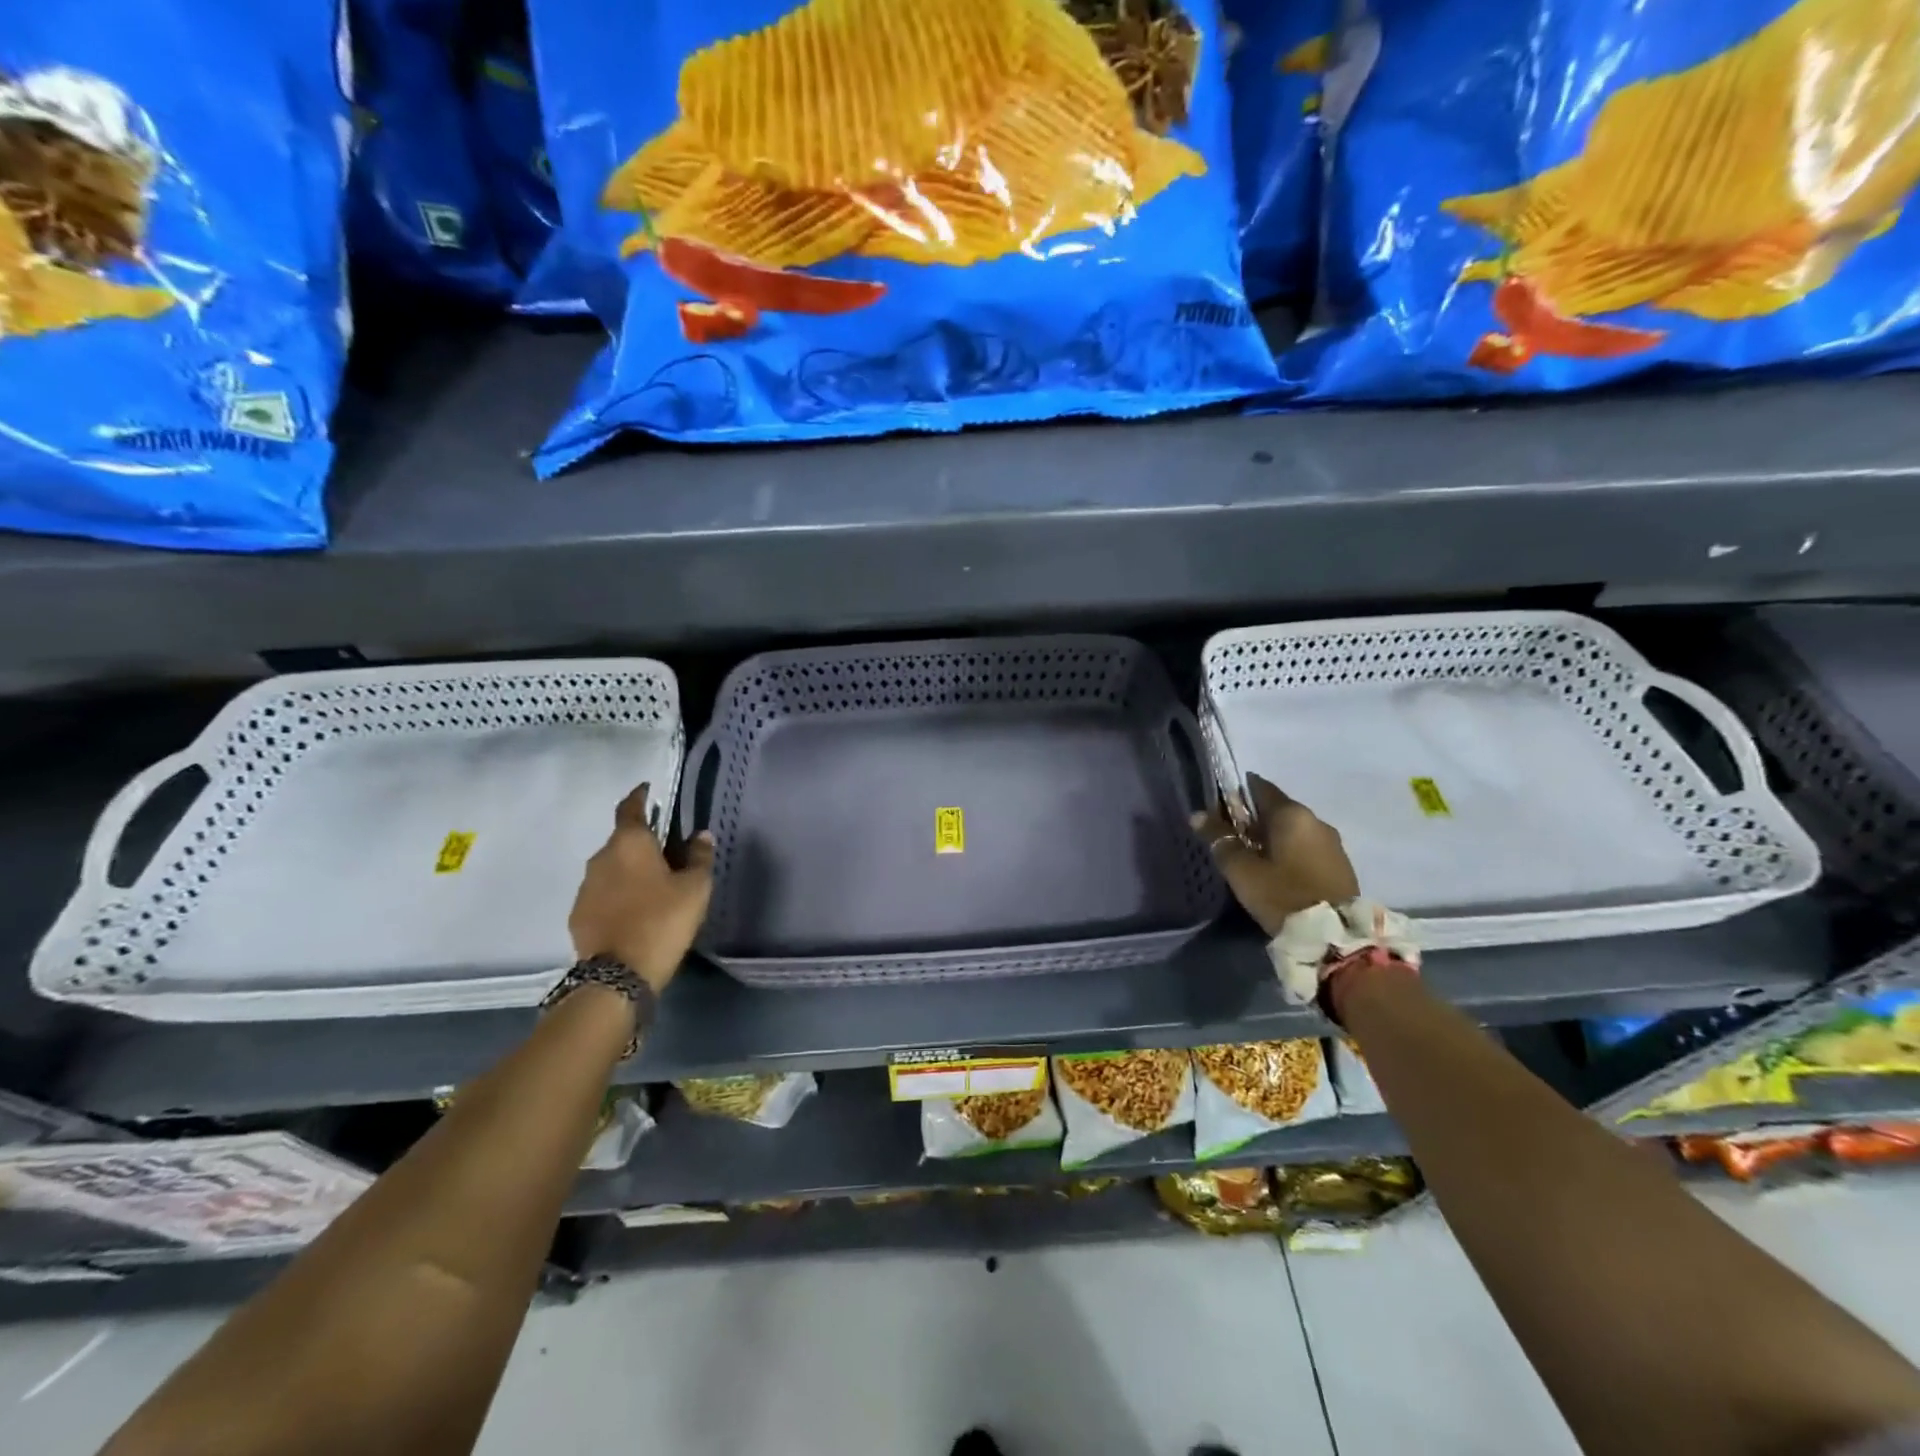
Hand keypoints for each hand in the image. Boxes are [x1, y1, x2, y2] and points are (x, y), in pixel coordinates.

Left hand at [568, 784, 714, 992]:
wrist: (617, 975)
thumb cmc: (662, 920)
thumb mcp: (694, 887)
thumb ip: (699, 857)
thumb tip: (701, 834)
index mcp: (629, 843)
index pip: (630, 807)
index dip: (641, 796)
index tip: (650, 791)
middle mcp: (601, 857)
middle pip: (622, 839)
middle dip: (642, 841)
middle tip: (666, 852)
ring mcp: (585, 887)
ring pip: (611, 868)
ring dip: (629, 870)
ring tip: (652, 885)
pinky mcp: (578, 915)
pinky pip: (602, 894)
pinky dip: (618, 895)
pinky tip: (634, 910)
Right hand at [1191, 773, 1358, 936]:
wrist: (1334, 939)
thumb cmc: (1282, 895)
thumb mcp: (1241, 870)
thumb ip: (1219, 839)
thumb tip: (1198, 815)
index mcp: (1292, 814)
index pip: (1260, 787)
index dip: (1236, 794)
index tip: (1218, 808)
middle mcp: (1316, 820)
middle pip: (1278, 809)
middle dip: (1253, 819)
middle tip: (1231, 837)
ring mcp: (1333, 843)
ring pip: (1294, 830)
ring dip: (1273, 837)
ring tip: (1252, 858)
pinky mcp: (1341, 866)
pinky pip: (1308, 848)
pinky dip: (1290, 852)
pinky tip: (1277, 871)